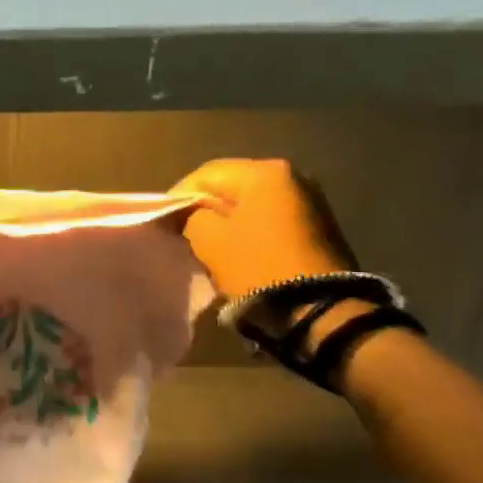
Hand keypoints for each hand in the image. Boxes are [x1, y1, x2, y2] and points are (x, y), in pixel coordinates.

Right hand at [170, 158, 356, 298]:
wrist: (317, 309)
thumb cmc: (256, 265)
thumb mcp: (209, 240)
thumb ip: (190, 217)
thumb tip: (189, 213)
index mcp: (265, 173)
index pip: (206, 174)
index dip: (179, 195)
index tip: (164, 220)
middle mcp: (292, 177)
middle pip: (232, 188)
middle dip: (205, 209)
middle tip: (184, 233)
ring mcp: (310, 202)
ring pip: (251, 206)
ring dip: (228, 223)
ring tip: (209, 247)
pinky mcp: (318, 228)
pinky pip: (270, 221)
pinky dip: (250, 233)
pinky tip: (238, 254)